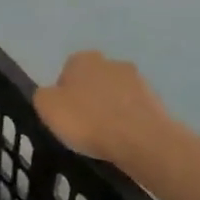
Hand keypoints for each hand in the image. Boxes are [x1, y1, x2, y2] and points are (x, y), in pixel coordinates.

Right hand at [34, 51, 176, 164]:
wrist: (140, 139)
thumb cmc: (87, 120)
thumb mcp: (47, 108)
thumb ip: (44, 96)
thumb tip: (51, 95)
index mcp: (83, 59)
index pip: (66, 71)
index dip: (62, 93)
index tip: (63, 114)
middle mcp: (111, 62)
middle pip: (92, 80)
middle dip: (88, 97)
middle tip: (82, 124)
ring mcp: (137, 80)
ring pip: (114, 93)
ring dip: (109, 108)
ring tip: (103, 135)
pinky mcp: (155, 100)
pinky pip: (132, 109)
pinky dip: (126, 120)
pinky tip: (122, 138)